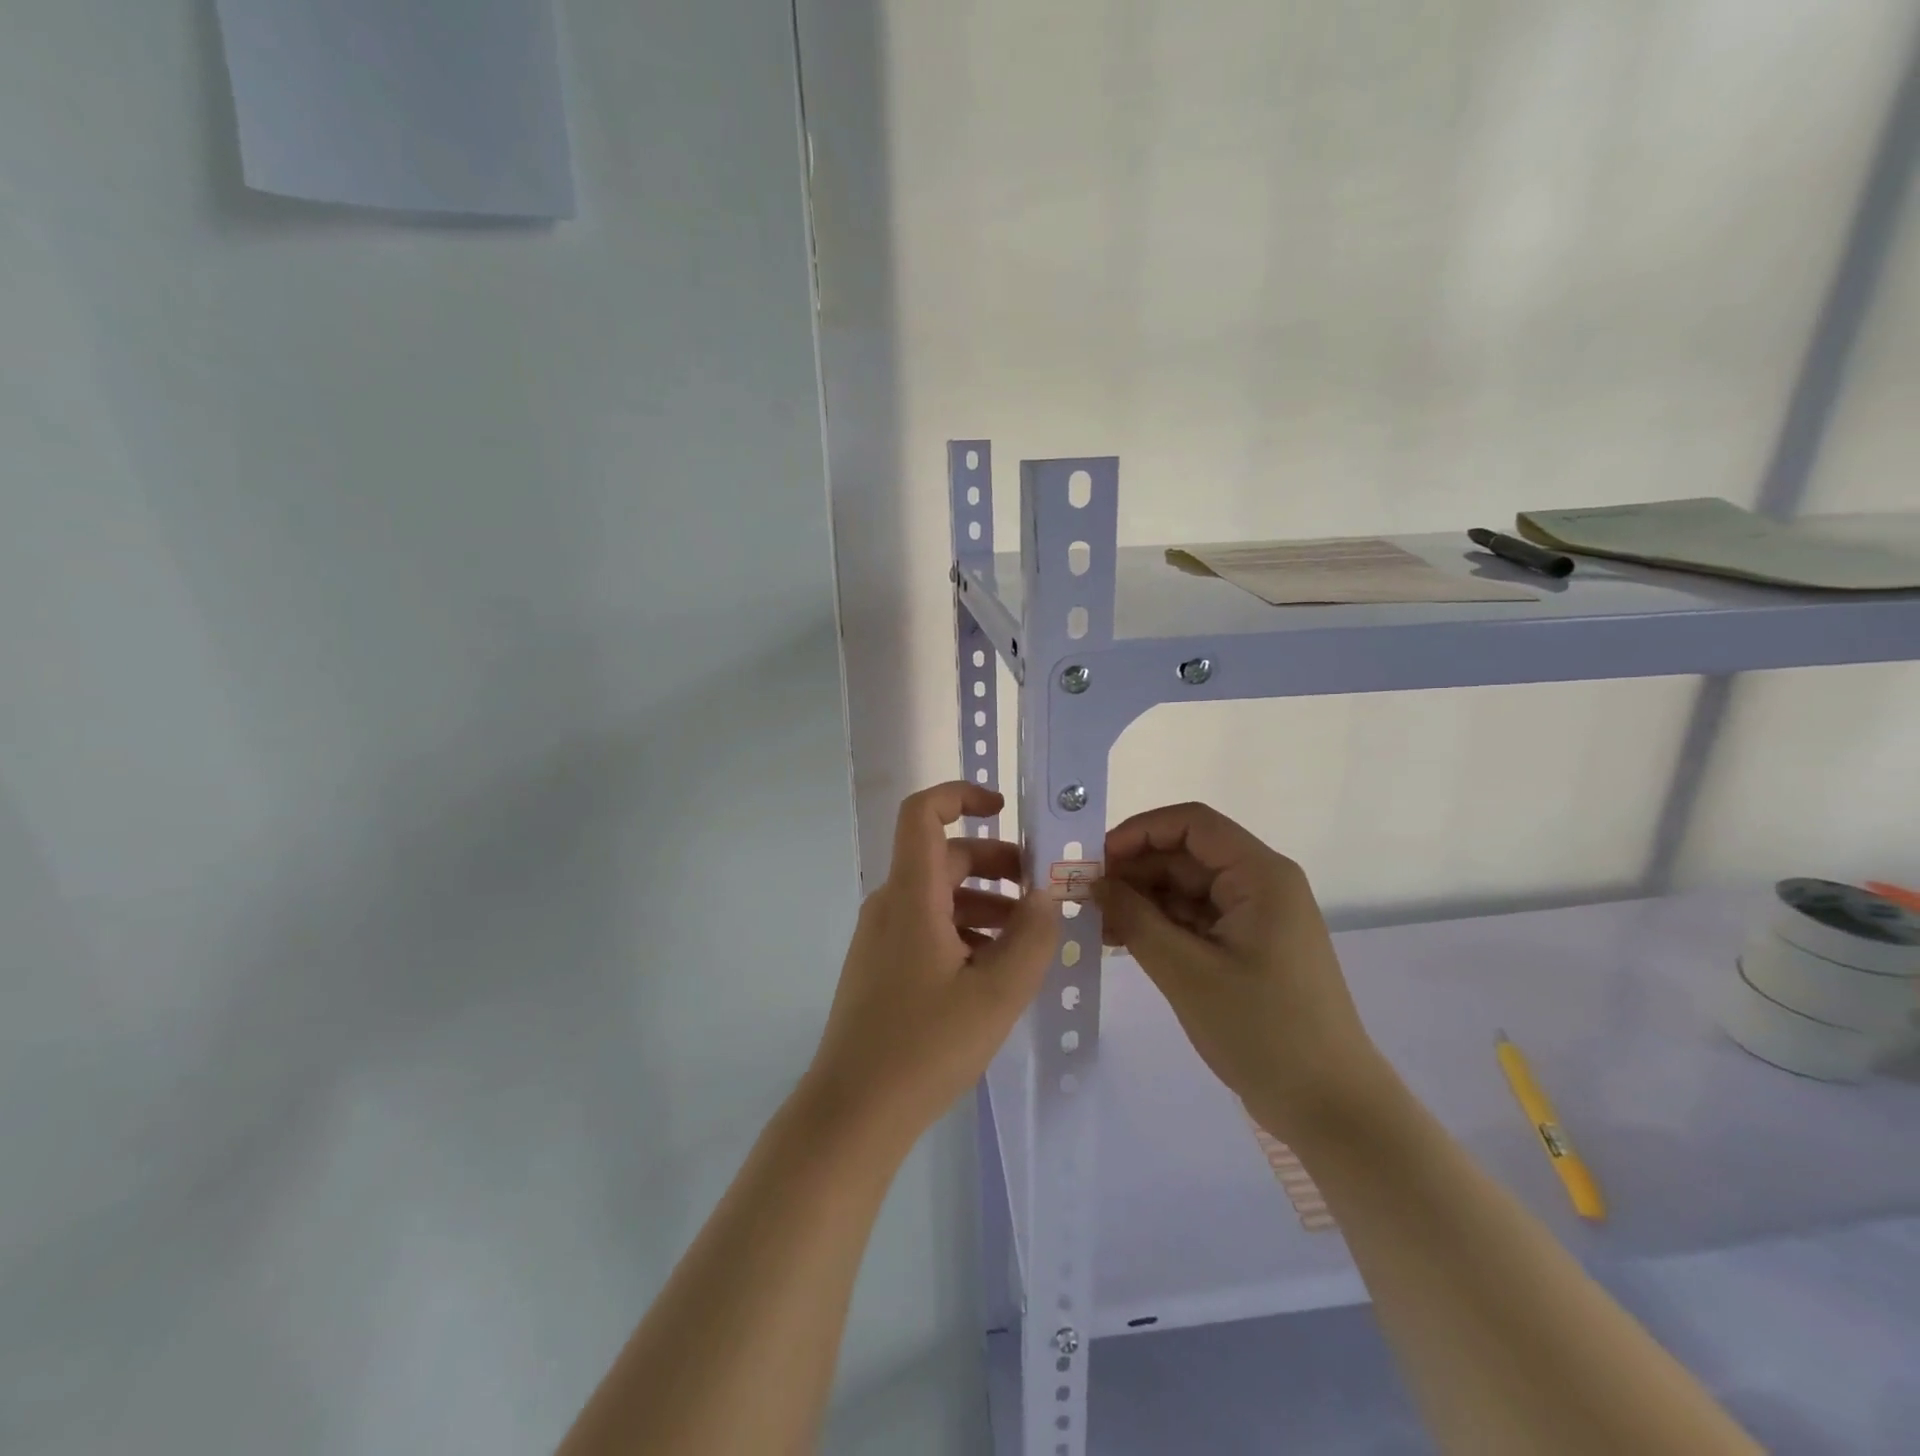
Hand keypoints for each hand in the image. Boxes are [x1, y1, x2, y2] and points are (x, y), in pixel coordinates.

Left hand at [805, 783, 1058, 1150]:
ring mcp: (881, 937)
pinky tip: (992, 970)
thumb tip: (1044, 897)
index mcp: (911, 895)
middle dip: (995, 864)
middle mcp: (890, 904)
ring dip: (984, 902)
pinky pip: (926, 927)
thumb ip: (1031, 938)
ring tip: (1025, 939)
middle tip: (1039, 894)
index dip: (960, 795)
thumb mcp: (997, 994)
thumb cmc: (925, 1047)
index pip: (923, 814)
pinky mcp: (880, 966)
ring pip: (938, 895)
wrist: (853, 1113)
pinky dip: (963, 930)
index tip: (1004, 809)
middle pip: (943, 857)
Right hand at [1100, 802, 1385, 1139]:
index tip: (1095, 861)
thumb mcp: (1187, 972)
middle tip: (1085, 899)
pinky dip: (1161, 925)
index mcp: (1260, 876)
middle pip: (1187, 856)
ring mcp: (1256, 918)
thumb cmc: (1262, 1032)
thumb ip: (1135, 918)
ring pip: (1187, 889)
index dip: (1139, 832)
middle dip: (1134, 871)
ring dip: (1143, 901)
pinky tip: (1123, 941)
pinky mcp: (1249, 947)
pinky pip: (1197, 919)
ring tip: (1096, 925)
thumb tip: (1092, 882)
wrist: (1330, 1109)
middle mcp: (1261, 885)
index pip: (1192, 824)